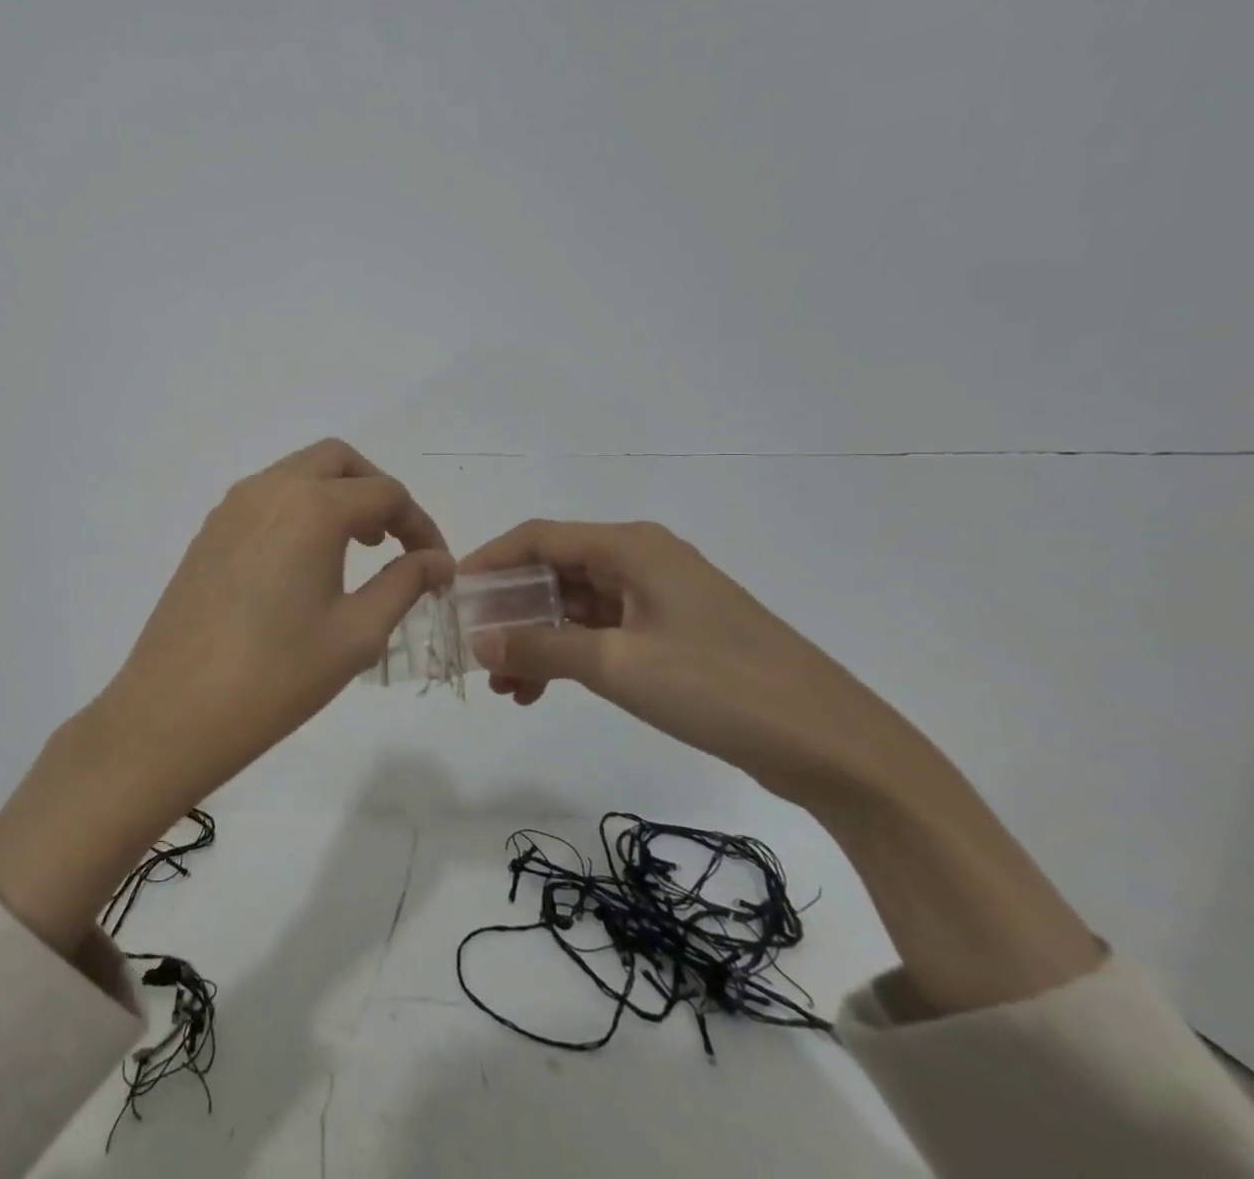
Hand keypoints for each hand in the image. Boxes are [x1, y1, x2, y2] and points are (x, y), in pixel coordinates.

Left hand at [96, 437, 452, 802]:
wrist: (174, 710)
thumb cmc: (277, 676)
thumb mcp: (357, 633)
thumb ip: (405, 584)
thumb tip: (438, 561)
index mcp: (313, 507)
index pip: (386, 494)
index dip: (421, 526)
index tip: (436, 565)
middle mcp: (269, 489)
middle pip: (338, 461)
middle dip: (376, 491)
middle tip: (392, 542)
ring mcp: (231, 507)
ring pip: (297, 473)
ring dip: (335, 496)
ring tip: (353, 551)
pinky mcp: (208, 531)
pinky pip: (265, 498)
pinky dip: (298, 510)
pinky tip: (302, 564)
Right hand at [463, 520, 1101, 1016]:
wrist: (834, 747)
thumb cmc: (721, 687)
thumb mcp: (618, 665)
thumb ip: (541, 648)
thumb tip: (478, 642)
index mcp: (631, 548)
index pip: (538, 537)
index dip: (488, 561)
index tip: (449, 593)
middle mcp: (642, 561)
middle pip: (554, 571)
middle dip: (509, 610)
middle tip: (474, 651)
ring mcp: (659, 599)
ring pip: (574, 606)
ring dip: (536, 639)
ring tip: (506, 686)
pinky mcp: (673, 634)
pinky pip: (601, 633)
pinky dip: (568, 655)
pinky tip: (543, 690)